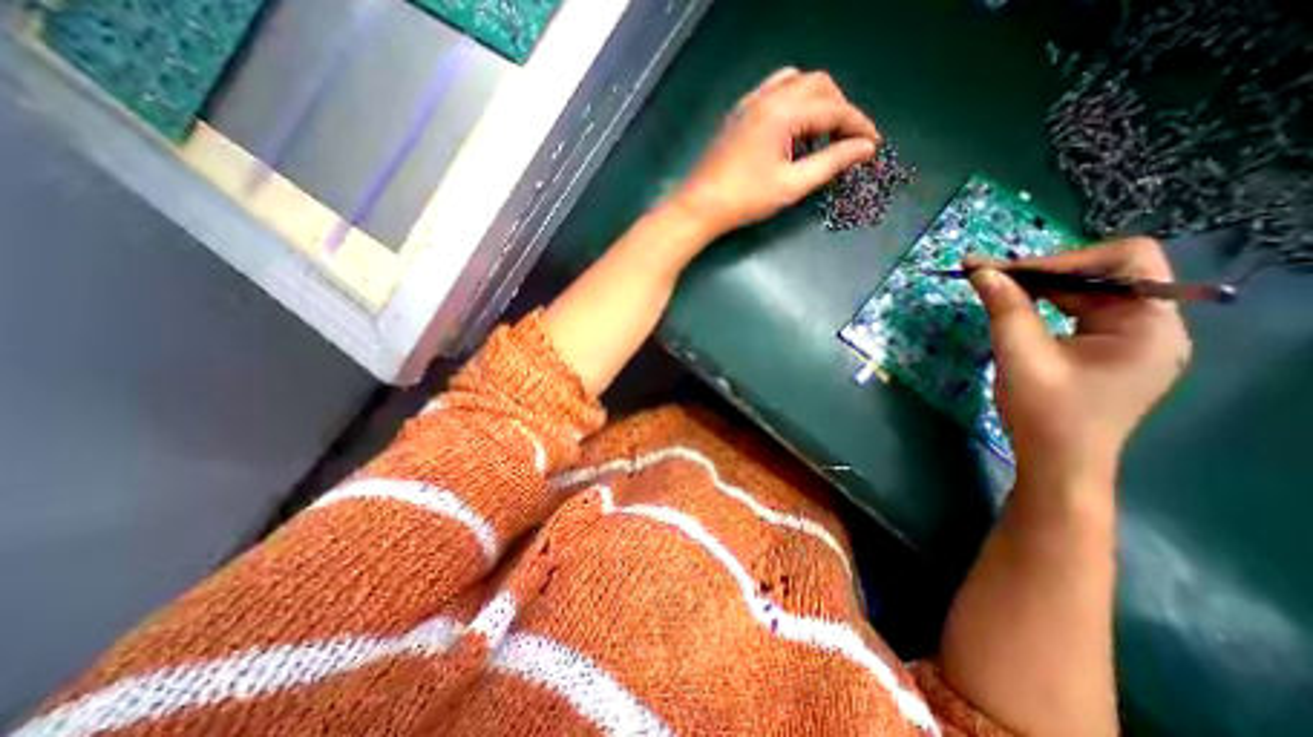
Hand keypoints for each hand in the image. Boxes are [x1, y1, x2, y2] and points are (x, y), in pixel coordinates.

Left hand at [669, 65, 880, 239]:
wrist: (700, 206)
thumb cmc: (745, 200)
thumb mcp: (792, 185)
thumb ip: (831, 162)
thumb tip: (865, 148)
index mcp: (783, 112)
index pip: (833, 108)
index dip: (858, 125)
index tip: (873, 145)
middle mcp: (767, 97)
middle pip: (818, 86)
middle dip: (840, 109)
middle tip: (847, 140)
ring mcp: (749, 103)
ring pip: (796, 83)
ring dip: (817, 102)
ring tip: (822, 134)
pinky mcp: (739, 115)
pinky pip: (775, 93)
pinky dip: (794, 104)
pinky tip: (792, 132)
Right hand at [968, 240, 1197, 487]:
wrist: (1057, 463)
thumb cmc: (1046, 414)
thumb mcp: (1021, 357)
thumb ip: (1005, 309)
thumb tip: (981, 272)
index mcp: (1149, 326)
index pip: (1124, 262)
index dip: (1063, 259)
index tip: (1005, 271)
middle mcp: (1152, 326)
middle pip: (1103, 275)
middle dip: (1041, 271)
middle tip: (984, 273)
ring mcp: (1130, 340)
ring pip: (1086, 293)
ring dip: (1038, 287)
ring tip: (991, 286)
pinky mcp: (1107, 352)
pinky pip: (1077, 314)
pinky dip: (1043, 305)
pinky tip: (1012, 308)